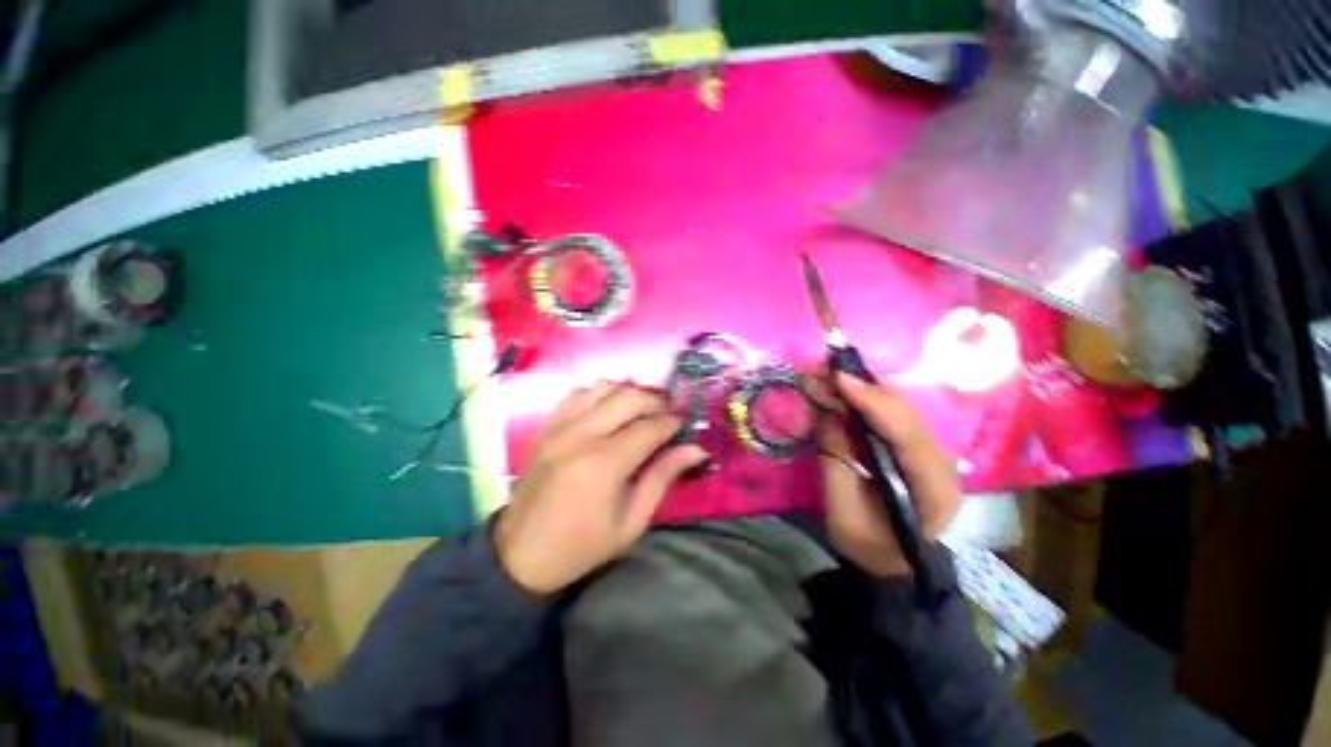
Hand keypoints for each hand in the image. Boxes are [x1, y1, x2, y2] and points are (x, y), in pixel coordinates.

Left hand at [495, 382, 708, 593]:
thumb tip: (696, 449)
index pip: (649, 427)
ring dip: (629, 393)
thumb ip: (663, 477)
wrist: (521, 554)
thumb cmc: (583, 545)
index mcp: (604, 464)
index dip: (673, 422)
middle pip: (628, 397)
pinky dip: (600, 394)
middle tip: (668, 415)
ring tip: (641, 411)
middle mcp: (581, 435)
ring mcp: (559, 426)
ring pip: (603, 387)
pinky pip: (577, 394)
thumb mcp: (632, 521)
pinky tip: (609, 409)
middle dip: (656, 401)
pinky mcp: (546, 427)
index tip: (684, 425)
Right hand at [817, 372, 960, 577]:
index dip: (874, 403)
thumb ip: (836, 460)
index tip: (840, 379)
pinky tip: (843, 391)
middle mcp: (942, 464)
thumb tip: (828, 415)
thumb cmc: (867, 544)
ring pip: (901, 408)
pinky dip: (866, 399)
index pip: (907, 435)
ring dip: (864, 389)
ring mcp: (932, 453)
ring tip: (828, 377)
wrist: (892, 562)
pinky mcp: (917, 447)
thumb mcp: (843, 509)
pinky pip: (893, 415)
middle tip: (824, 371)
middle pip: (907, 414)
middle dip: (865, 388)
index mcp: (932, 490)